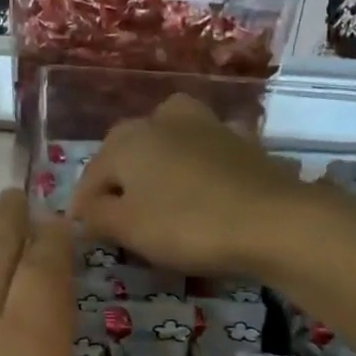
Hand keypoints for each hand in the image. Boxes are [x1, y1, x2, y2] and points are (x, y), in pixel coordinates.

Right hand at [69, 93, 309, 275]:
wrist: (271, 220)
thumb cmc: (186, 225)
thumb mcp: (128, 228)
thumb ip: (97, 215)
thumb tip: (83, 210)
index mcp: (127, 139)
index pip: (92, 175)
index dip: (84, 208)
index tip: (85, 235)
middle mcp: (162, 120)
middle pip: (128, 152)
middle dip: (119, 182)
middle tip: (120, 217)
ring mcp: (206, 124)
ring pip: (169, 141)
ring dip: (159, 164)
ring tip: (160, 194)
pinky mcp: (242, 140)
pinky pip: (207, 151)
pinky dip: (199, 164)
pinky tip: (204, 185)